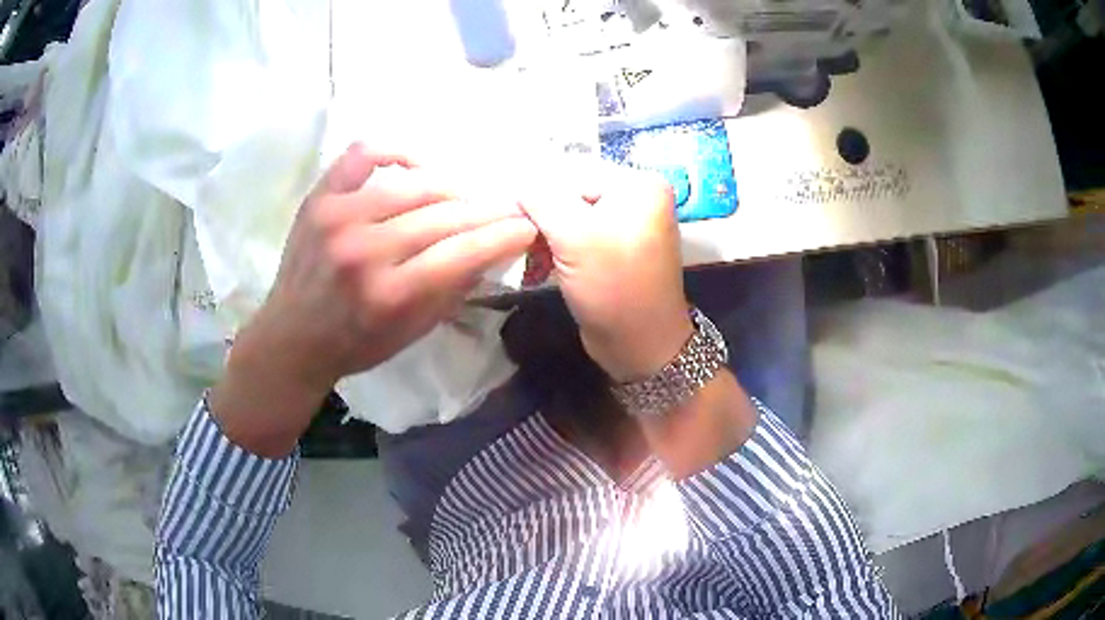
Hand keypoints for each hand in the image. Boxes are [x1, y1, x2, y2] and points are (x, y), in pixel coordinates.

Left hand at [212, 143, 536, 455]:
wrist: (292, 338)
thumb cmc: (356, 344)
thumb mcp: (414, 332)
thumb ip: (454, 289)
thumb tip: (493, 247)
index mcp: (391, 294)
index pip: (465, 251)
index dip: (505, 234)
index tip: (529, 225)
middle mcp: (365, 250)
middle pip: (445, 214)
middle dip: (488, 210)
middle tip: (508, 207)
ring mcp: (338, 217)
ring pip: (414, 183)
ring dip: (451, 188)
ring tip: (465, 195)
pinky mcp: (320, 198)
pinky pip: (364, 154)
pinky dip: (397, 151)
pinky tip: (416, 165)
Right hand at [520, 161, 692, 381]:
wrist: (640, 347)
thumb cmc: (613, 288)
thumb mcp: (574, 237)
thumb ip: (541, 199)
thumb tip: (516, 182)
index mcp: (638, 184)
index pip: (573, 171)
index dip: (536, 189)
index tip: (502, 209)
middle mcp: (636, 197)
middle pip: (572, 192)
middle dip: (540, 214)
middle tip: (511, 234)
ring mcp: (626, 223)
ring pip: (570, 215)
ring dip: (543, 233)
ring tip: (524, 251)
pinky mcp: (613, 248)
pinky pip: (577, 235)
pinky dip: (555, 246)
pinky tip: (537, 262)